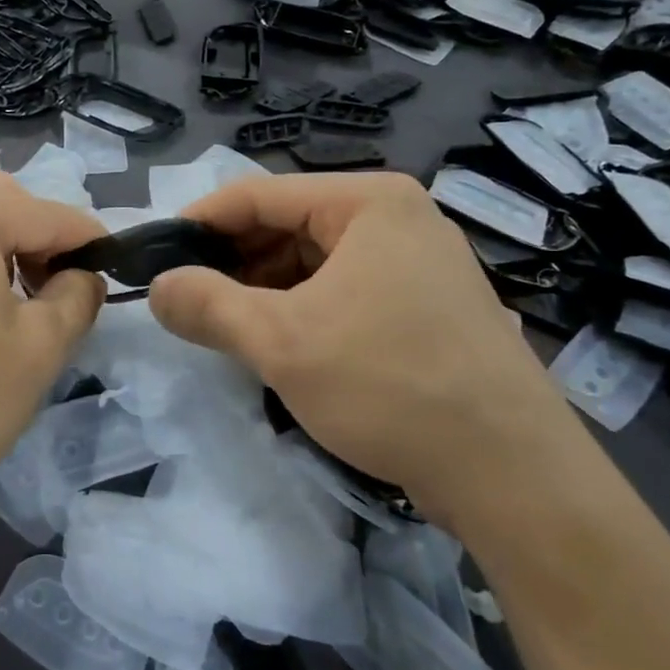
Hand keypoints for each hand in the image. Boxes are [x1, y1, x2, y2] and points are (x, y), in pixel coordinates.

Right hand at [146, 173, 581, 525]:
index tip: (155, 255)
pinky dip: (300, 307)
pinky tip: (276, 341)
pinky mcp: (425, 303)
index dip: (199, 222)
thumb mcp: (281, 342)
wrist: (514, 476)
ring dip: (263, 288)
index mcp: (368, 201)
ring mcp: (417, 260)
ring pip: (313, 259)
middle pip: (287, 223)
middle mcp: (397, 217)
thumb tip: (155, 288)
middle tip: (185, 298)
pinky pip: (342, 288)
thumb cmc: (390, 386)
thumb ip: (206, 305)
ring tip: (223, 325)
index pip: (259, 194)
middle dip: (232, 260)